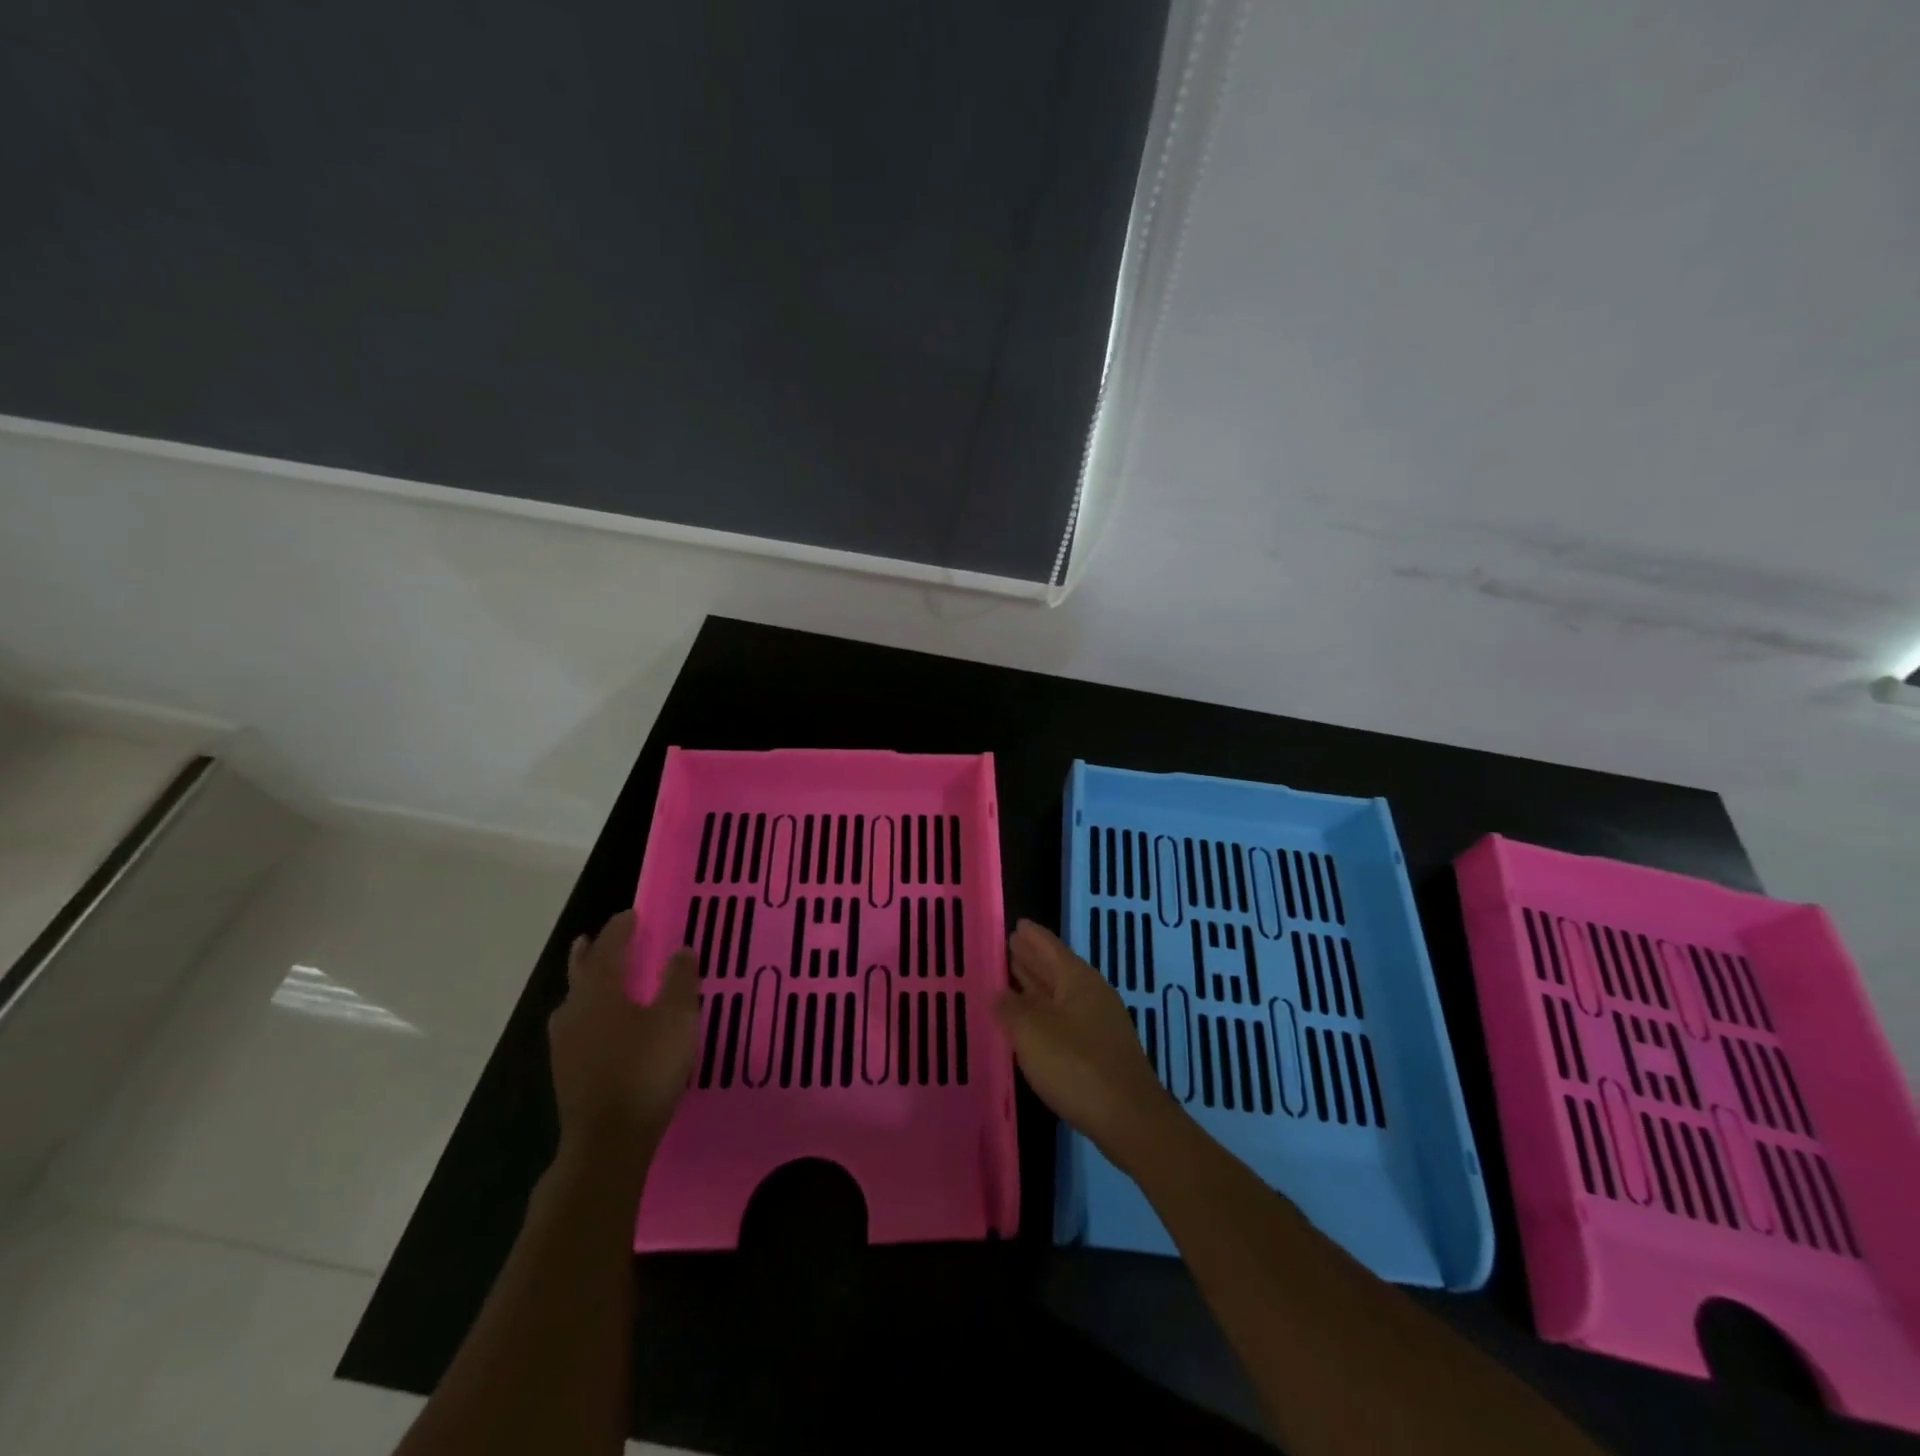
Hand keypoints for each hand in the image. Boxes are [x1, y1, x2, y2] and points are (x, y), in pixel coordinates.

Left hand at [548, 910, 699, 1156]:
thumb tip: (680, 950)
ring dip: (586, 982)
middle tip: (595, 937)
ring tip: (598, 978)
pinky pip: (577, 1025)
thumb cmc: (645, 1070)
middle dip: (590, 951)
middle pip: (580, 971)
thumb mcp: (676, 1019)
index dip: (621, 929)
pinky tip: (600, 1025)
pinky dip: (589, 1011)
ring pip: (575, 1000)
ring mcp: (565, 1043)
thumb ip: (679, 981)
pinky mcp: (566, 1070)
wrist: (608, 1140)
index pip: (608, 947)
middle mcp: (574, 1010)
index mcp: (599, 990)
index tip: (632, 914)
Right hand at [995, 919, 1180, 1169]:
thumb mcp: (1032, 1031)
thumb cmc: (1076, 1064)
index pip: (1049, 947)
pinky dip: (1045, 1013)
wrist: (1128, 1118)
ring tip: (1011, 978)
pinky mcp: (1100, 1051)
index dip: (1031, 936)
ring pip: (1060, 995)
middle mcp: (1091, 994)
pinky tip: (1031, 1023)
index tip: (1015, 923)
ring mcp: (1099, 1023)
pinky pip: (1065, 1019)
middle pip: (1056, 969)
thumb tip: (998, 993)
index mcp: (1077, 979)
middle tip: (1008, 946)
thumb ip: (1011, 1008)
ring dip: (1036, 986)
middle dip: (1032, 958)